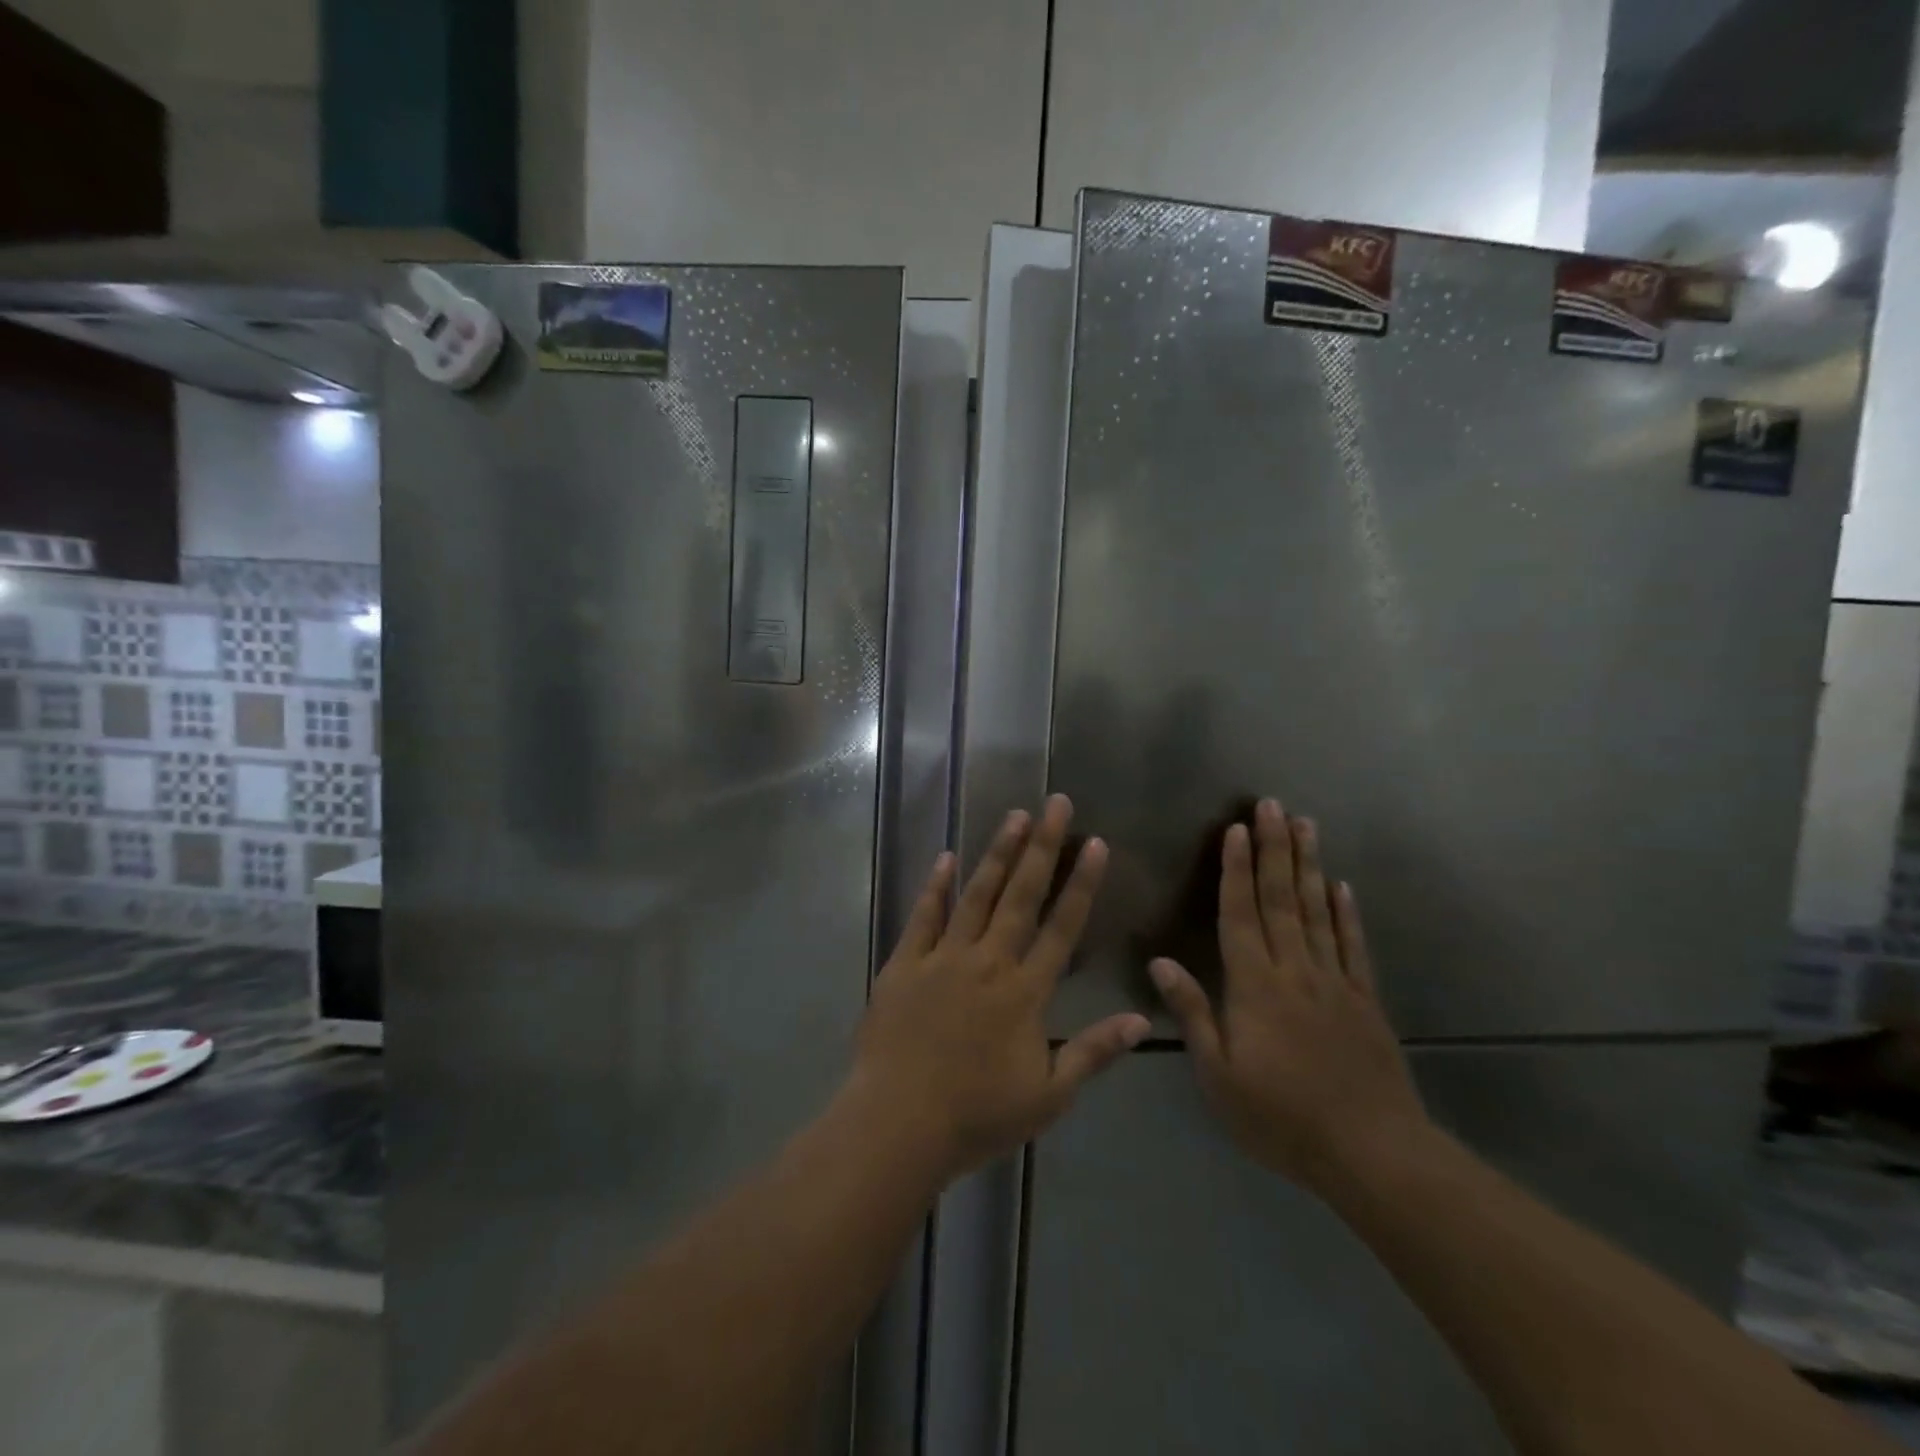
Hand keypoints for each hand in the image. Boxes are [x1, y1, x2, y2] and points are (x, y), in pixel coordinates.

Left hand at [852, 796, 1151, 1179]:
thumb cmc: (978, 1115)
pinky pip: (923, 916)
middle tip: (1054, 802)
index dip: (1081, 884)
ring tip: (1013, 816)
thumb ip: (1095, 1053)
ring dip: (997, 854)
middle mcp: (988, 961)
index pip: (1063, 927)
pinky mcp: (904, 963)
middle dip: (1042, 846)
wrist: (899, 1123)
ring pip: (976, 895)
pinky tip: (946, 858)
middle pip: (1021, 895)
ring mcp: (943, 957)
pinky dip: (935, 886)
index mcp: (1025, 991)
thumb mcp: (1049, 1096)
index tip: (1095, 843)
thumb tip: (1144, 1020)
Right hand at [1150, 799, 1429, 1191]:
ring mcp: (1335, 982)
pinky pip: (1354, 946)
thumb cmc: (1281, 1118)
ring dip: (1309, 865)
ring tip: (1306, 825)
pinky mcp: (1365, 1001)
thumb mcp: (1219, 1076)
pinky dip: (1347, 913)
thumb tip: (1159, 961)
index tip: (1236, 829)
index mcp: (1255, 987)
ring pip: (1318, 912)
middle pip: (1282, 899)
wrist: (1373, 1154)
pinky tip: (1343, 886)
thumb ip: (1192, 1013)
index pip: (1240, 915)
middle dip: (1274, 849)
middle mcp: (1294, 971)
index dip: (1236, 870)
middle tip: (1273, 805)